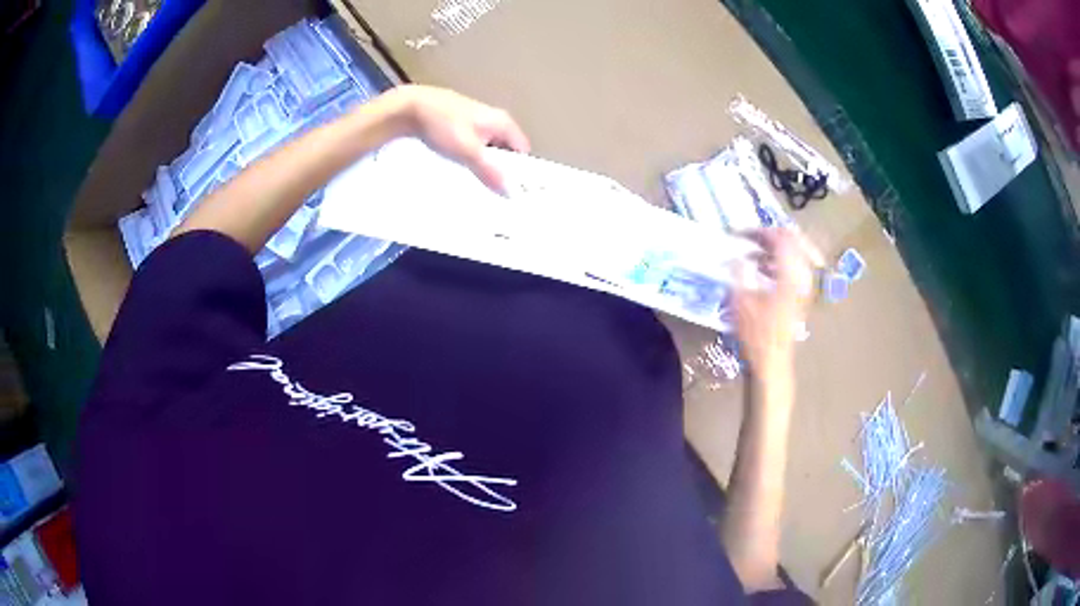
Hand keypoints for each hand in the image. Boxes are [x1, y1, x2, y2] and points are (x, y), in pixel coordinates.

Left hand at [384, 85, 530, 193]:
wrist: (409, 108)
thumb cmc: (443, 125)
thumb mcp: (468, 151)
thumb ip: (489, 172)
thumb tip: (510, 192)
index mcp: (502, 121)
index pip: (522, 149)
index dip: (520, 169)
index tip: (512, 190)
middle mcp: (493, 118)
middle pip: (506, 149)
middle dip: (500, 168)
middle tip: (492, 191)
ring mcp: (475, 119)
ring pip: (488, 147)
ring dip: (483, 163)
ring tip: (474, 181)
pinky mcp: (459, 122)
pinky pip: (472, 143)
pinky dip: (469, 155)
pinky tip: (458, 166)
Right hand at [732, 228, 819, 375]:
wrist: (773, 360)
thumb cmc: (756, 333)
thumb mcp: (741, 300)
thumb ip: (739, 272)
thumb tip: (735, 255)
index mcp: (790, 274)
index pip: (779, 238)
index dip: (758, 231)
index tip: (738, 233)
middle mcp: (802, 275)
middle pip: (792, 240)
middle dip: (770, 235)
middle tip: (750, 236)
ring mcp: (804, 285)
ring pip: (794, 253)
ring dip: (774, 248)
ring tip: (752, 252)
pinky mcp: (801, 294)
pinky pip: (794, 266)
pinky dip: (778, 261)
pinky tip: (761, 269)